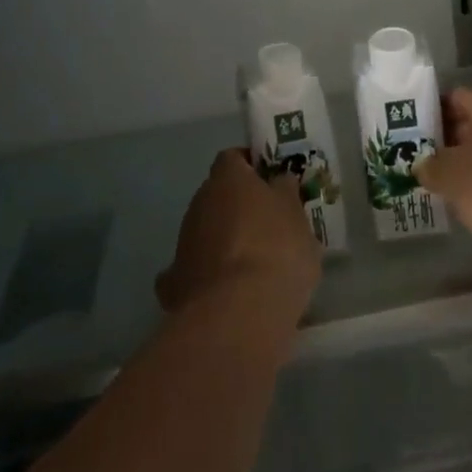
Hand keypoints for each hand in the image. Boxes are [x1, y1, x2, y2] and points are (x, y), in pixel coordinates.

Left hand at [156, 149, 321, 321]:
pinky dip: (205, 277)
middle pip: (218, 195)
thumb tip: (279, 181)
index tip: (272, 182)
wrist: (239, 312)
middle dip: (239, 207)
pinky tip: (224, 293)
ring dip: (224, 241)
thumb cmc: (277, 250)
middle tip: (269, 225)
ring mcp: (182, 243)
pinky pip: (192, 271)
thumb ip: (286, 193)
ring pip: (205, 232)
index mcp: (227, 179)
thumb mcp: (297, 216)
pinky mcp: (174, 283)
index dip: (252, 167)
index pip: (234, 158)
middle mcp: (198, 203)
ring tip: (253, 265)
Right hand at [414, 89, 471, 264]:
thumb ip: (429, 167)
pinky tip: (470, 206)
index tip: (413, 130)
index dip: (434, 110)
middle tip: (422, 159)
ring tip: (441, 184)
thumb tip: (422, 167)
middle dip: (449, 141)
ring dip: (469, 167)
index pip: (457, 97)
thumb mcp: (448, 174)